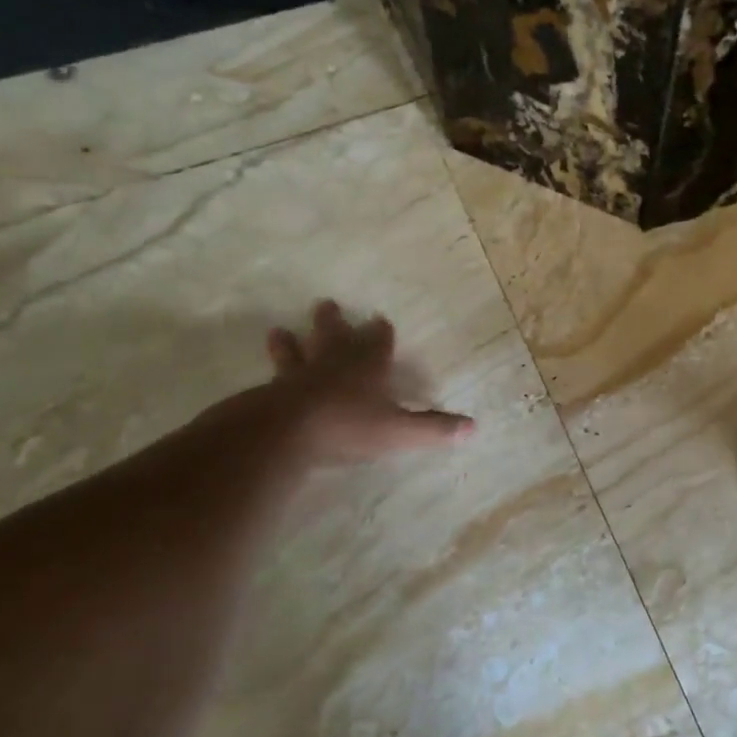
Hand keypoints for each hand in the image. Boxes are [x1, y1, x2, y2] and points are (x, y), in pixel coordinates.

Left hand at [263, 300, 472, 464]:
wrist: (285, 431)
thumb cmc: (348, 425)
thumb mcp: (399, 430)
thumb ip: (433, 428)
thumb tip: (473, 427)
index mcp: (367, 366)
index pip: (377, 341)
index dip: (380, 332)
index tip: (380, 320)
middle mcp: (334, 363)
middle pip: (335, 336)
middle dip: (334, 322)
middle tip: (326, 304)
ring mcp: (299, 376)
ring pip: (297, 352)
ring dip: (291, 342)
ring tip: (279, 330)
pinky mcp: (271, 393)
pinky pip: (274, 379)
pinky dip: (272, 373)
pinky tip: (264, 377)